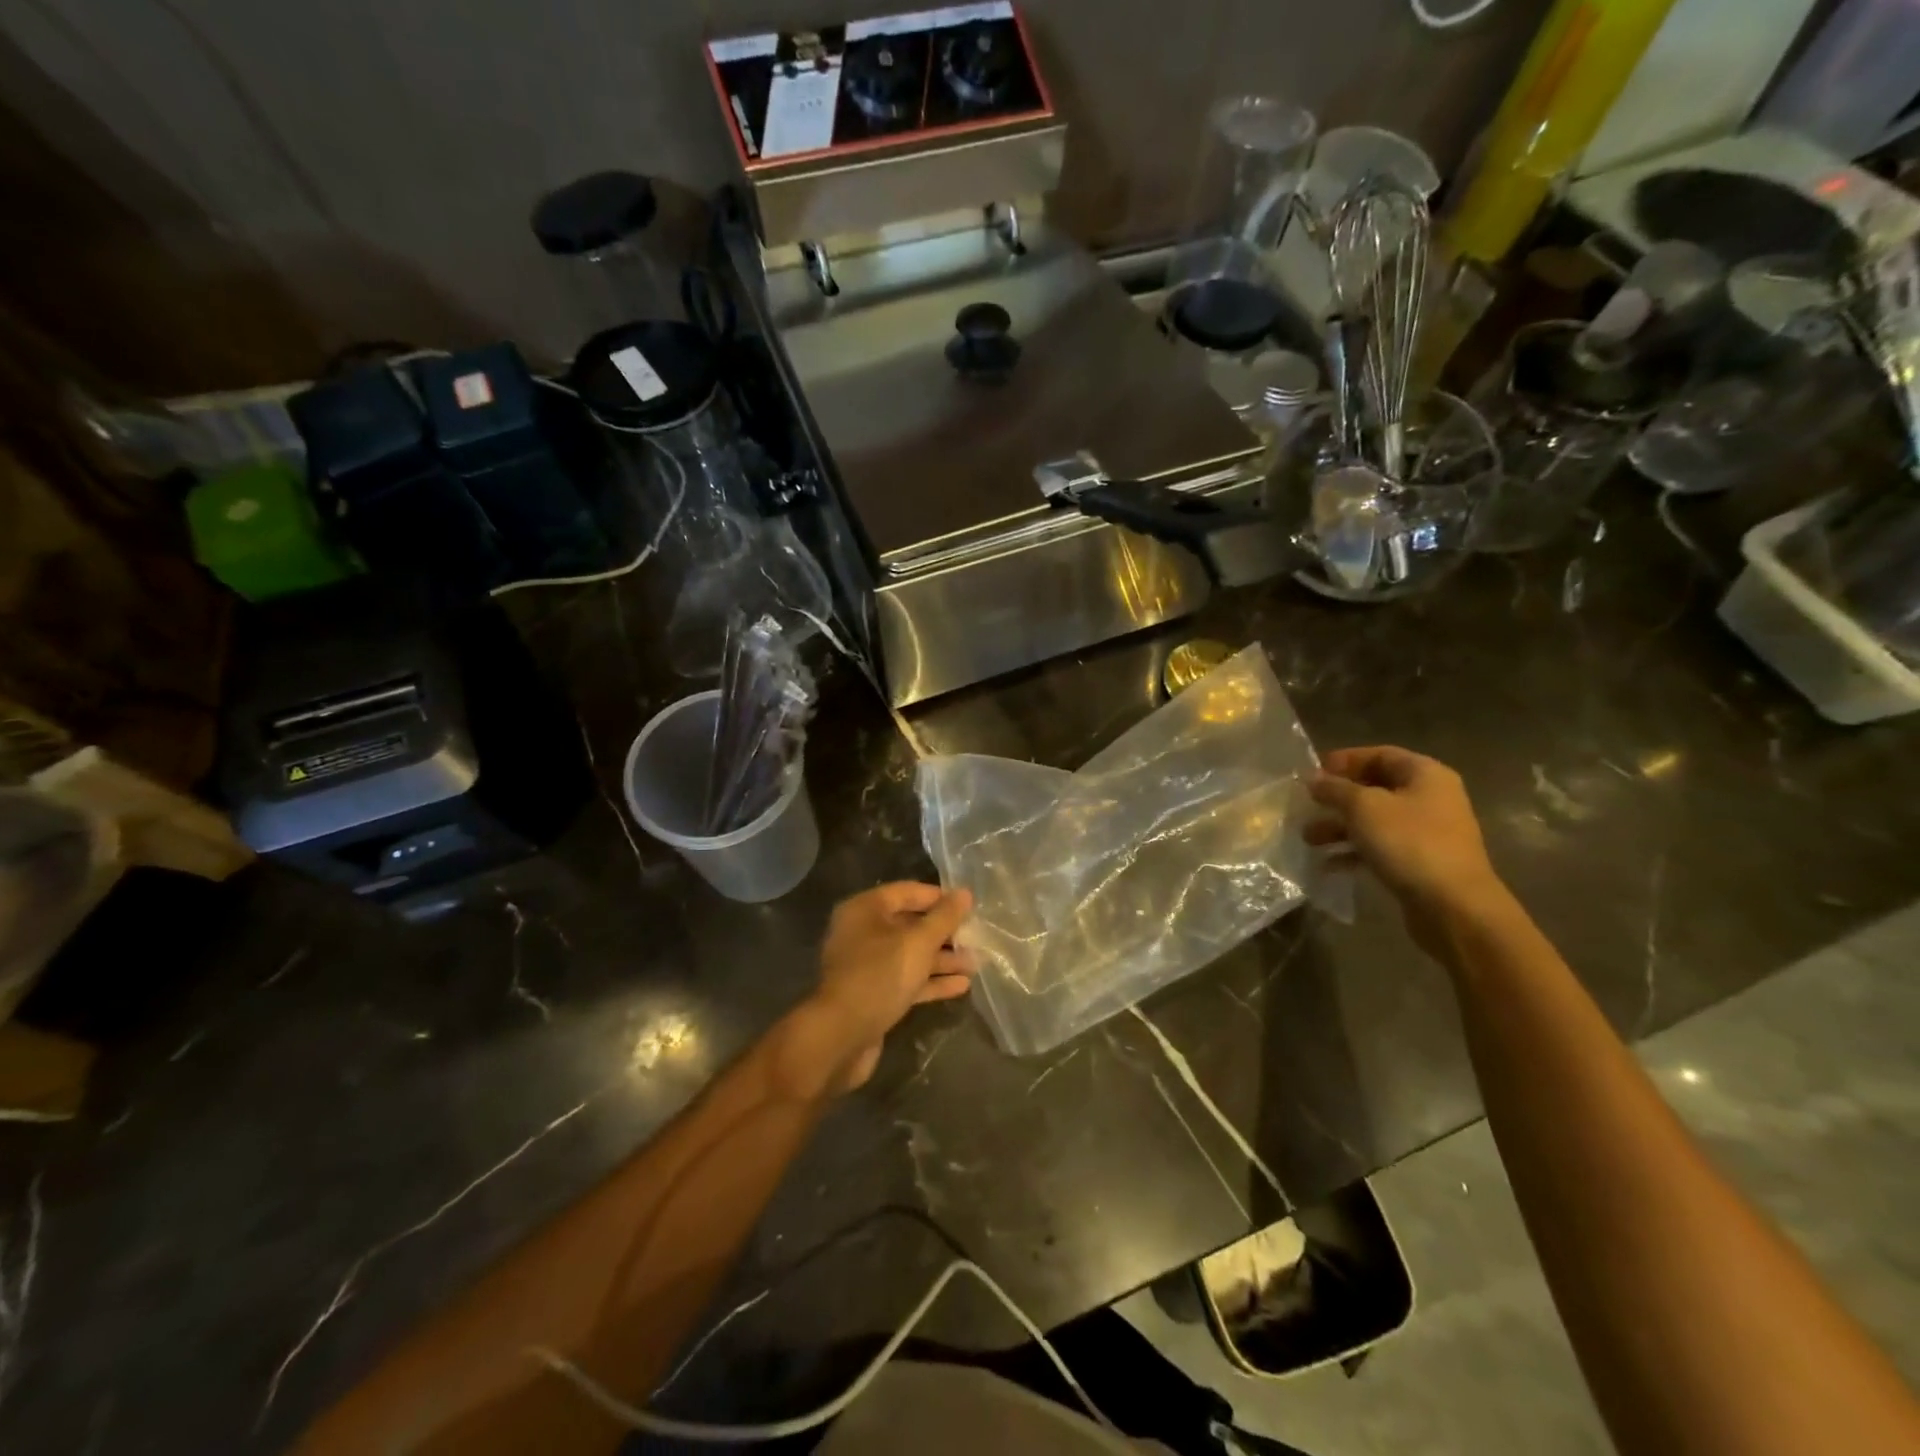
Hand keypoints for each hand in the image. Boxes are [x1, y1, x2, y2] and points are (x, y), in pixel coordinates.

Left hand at [788, 883, 974, 1095]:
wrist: (841, 1037)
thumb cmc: (879, 976)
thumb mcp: (917, 942)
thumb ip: (943, 918)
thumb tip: (964, 893)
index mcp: (865, 910)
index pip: (906, 892)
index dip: (938, 897)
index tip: (968, 906)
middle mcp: (863, 933)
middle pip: (909, 924)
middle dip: (943, 932)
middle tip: (976, 937)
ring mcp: (867, 966)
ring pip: (910, 955)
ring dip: (942, 959)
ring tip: (976, 963)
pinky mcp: (874, 995)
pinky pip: (906, 980)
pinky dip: (931, 981)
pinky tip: (961, 986)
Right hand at [1306, 747, 1504, 952]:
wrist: (1453, 906)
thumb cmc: (1409, 843)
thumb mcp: (1364, 807)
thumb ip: (1335, 789)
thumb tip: (1313, 778)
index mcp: (1425, 774)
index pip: (1380, 754)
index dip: (1345, 760)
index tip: (1313, 772)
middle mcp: (1430, 798)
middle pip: (1375, 788)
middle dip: (1337, 798)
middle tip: (1306, 805)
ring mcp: (1427, 832)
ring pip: (1374, 820)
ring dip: (1339, 827)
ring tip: (1308, 838)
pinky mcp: (1420, 862)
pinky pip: (1380, 847)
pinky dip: (1354, 852)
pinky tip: (1327, 864)